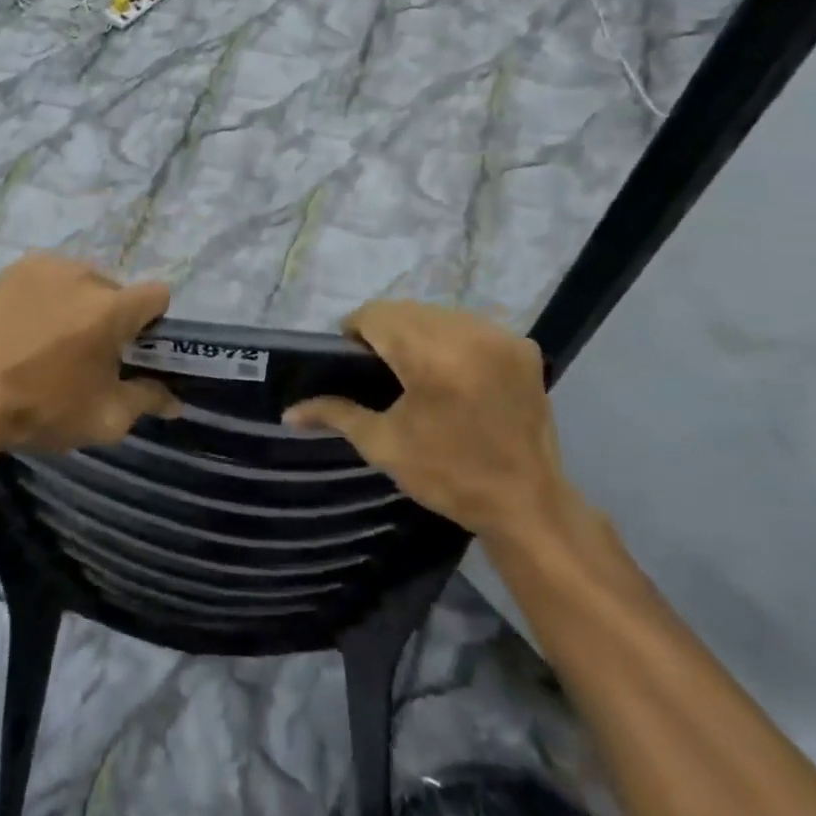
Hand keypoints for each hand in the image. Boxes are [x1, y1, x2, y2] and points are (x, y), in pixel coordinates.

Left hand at [0, 253, 179, 452]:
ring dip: (78, 302)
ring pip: (80, 280)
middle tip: (87, 350)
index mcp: (112, 308)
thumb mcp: (104, 417)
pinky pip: (47, 276)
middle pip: (115, 290)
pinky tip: (27, 323)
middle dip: (110, 315)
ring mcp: (46, 267)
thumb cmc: (43, 408)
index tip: (134, 346)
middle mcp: (84, 275)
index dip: (152, 320)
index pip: (158, 294)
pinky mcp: (14, 269)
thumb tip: (175, 400)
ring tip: (52, 336)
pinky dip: (47, 295)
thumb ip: (146, 401)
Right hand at [285, 302, 564, 535]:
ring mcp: (500, 337)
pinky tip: (450, 371)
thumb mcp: (384, 445)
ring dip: (417, 331)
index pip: (376, 315)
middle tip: (378, 370)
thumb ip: (335, 414)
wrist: (527, 505)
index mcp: (432, 357)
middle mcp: (469, 334)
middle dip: (384, 331)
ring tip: (413, 369)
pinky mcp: (522, 347)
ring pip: (437, 313)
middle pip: (406, 310)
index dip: (355, 331)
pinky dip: (451, 338)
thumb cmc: (449, 476)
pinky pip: (469, 325)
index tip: (350, 361)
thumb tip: (288, 412)